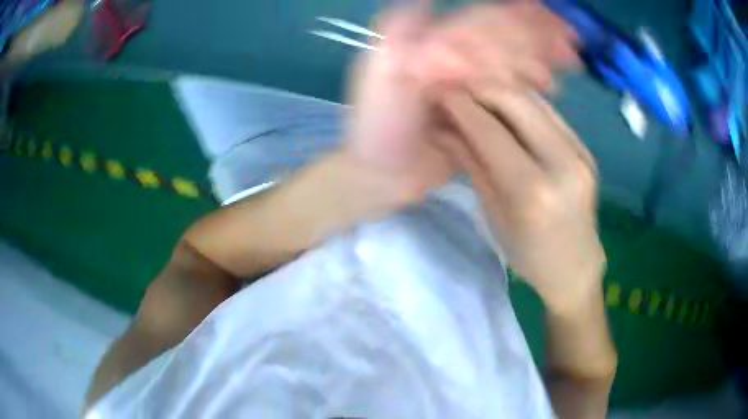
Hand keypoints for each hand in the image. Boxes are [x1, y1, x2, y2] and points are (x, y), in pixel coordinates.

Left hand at [345, 2, 578, 206]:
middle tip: (572, 44)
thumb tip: (429, 1)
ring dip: (541, 57)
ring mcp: (467, 85)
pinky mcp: (476, 112)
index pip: (480, 22)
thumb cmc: (376, 127)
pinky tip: (550, 87)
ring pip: (510, 61)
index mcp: (432, 44)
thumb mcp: (379, 73)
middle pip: (501, 38)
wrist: (379, 173)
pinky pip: (508, 92)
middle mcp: (452, 58)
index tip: (550, 19)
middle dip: (538, 37)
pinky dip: (531, 85)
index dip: (516, 20)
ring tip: (569, 61)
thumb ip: (400, 32)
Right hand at [438, 87, 604, 311]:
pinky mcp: (585, 147)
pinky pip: (547, 111)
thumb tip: (440, 126)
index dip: (459, 105)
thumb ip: (470, 161)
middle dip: (478, 87)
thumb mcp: (492, 212)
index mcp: (533, 190)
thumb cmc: (528, 253)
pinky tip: (502, 107)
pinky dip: (520, 102)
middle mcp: (562, 161)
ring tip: (474, 94)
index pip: (489, 130)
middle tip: (454, 89)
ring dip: (499, 90)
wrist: (575, 265)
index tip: (437, 92)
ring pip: (533, 99)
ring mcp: (579, 150)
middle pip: (515, 100)